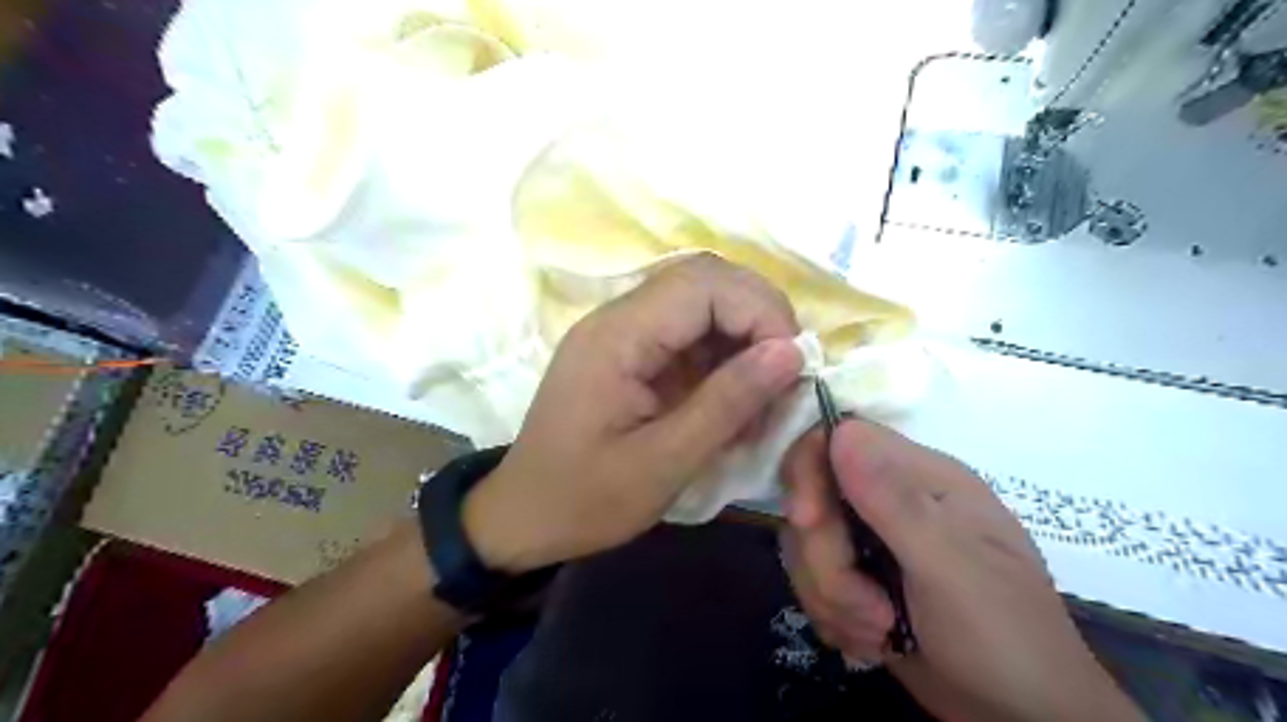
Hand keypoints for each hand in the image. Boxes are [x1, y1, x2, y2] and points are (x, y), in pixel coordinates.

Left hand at [463, 253, 801, 575]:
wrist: (524, 516)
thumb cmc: (584, 499)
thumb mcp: (663, 463)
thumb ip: (727, 403)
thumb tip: (791, 352)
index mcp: (617, 337)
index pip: (702, 284)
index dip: (759, 311)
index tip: (792, 364)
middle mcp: (618, 319)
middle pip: (705, 282)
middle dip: (759, 318)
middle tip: (788, 372)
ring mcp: (623, 334)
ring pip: (703, 305)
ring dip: (744, 339)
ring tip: (766, 393)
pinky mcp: (632, 354)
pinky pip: (690, 336)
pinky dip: (724, 360)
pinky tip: (738, 400)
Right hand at [778, 419, 1140, 721]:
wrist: (1021, 717)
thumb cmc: (1005, 636)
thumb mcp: (952, 568)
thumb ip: (894, 501)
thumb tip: (841, 432)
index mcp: (920, 476)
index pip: (837, 439)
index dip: (809, 472)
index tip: (807, 522)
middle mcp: (889, 499)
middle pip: (812, 500)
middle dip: (826, 561)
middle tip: (869, 607)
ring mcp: (871, 540)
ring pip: (805, 546)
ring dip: (831, 598)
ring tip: (880, 630)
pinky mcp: (858, 578)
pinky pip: (811, 581)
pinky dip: (834, 617)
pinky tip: (874, 641)